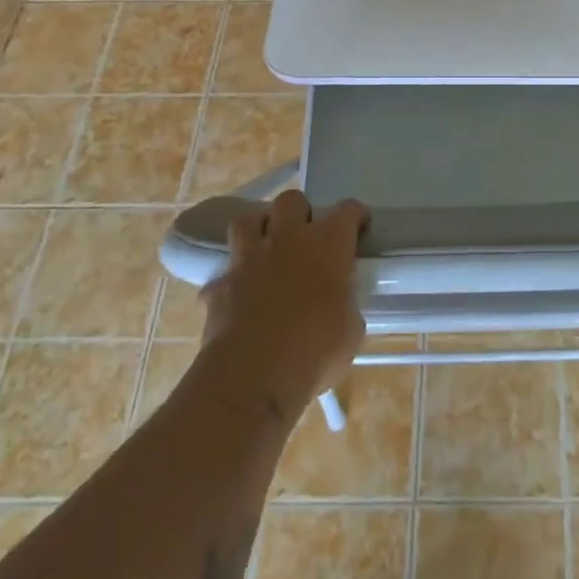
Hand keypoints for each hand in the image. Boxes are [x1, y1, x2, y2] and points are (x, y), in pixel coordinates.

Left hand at [201, 190, 367, 405]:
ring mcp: (248, 259)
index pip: (347, 210)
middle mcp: (287, 240)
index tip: (359, 228)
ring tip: (265, 249)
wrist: (252, 377)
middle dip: (299, 212)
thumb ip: (344, 304)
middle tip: (305, 235)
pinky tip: (237, 297)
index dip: (355, 216)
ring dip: (257, 230)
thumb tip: (337, 304)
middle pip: (291, 200)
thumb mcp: (350, 330)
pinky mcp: (219, 285)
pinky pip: (223, 273)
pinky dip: (230, 282)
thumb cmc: (315, 352)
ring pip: (246, 221)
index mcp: (328, 245)